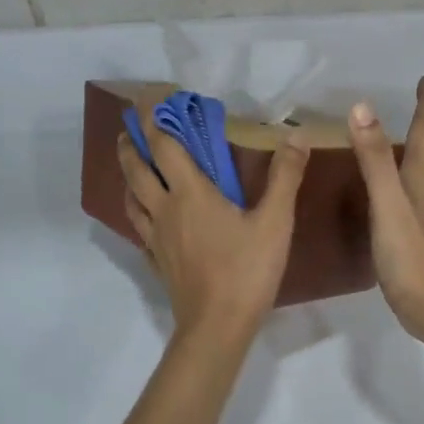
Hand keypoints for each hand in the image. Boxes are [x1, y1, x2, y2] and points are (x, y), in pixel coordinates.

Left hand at [117, 114, 309, 349]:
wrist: (216, 327)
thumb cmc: (246, 271)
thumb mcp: (275, 222)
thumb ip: (284, 177)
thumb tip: (295, 136)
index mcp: (189, 192)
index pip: (163, 144)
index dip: (153, 117)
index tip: (149, 97)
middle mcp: (164, 208)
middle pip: (135, 167)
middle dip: (130, 142)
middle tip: (130, 126)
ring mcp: (155, 236)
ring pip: (130, 196)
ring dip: (128, 173)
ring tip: (133, 162)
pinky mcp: (155, 260)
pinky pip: (137, 225)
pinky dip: (136, 208)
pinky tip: (146, 213)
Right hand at [347, 77, 423, 340]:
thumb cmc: (411, 254)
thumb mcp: (387, 202)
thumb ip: (373, 158)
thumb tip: (363, 106)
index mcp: (422, 176)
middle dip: (420, 125)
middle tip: (406, 105)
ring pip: (418, 172)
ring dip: (408, 152)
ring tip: (388, 142)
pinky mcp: (416, 234)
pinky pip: (406, 193)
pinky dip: (396, 180)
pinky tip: (381, 192)